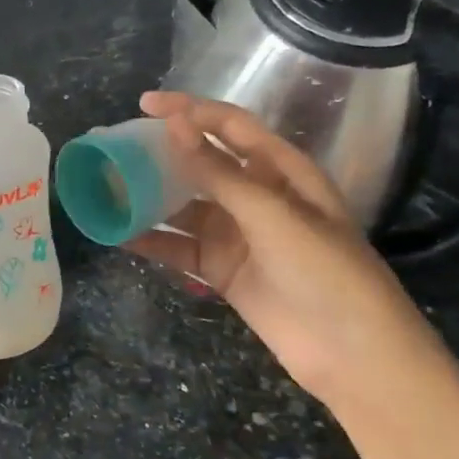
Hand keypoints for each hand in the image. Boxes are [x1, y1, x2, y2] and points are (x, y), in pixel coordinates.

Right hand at [125, 92, 448, 408]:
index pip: (230, 126)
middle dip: (160, 153)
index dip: (189, 110)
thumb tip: (174, 124)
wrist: (352, 353)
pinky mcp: (222, 270)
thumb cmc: (324, 270)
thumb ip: (218, 172)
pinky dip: (151, 241)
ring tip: (106, 188)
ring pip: (183, 206)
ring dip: (149, 198)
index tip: (144, 105)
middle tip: (115, 146)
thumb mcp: (271, 214)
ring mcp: (237, 234)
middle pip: (201, 163)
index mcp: (281, 170)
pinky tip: (118, 234)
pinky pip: (179, 247)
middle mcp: (256, 196)